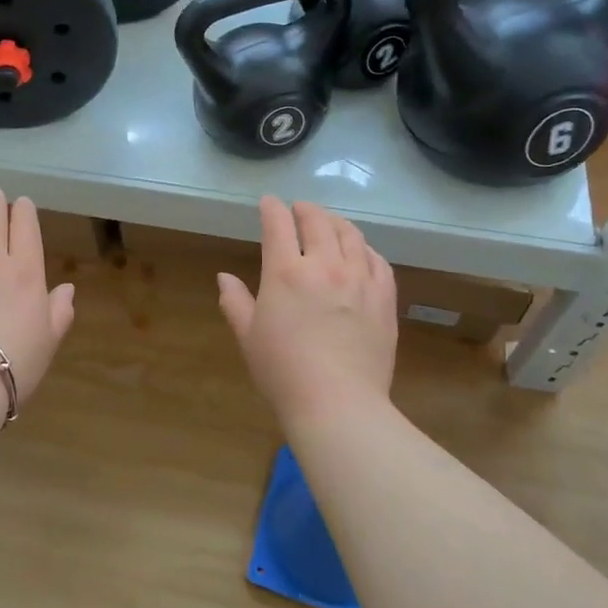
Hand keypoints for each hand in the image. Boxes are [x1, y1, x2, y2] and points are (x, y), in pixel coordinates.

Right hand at [217, 197, 396, 422]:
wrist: (338, 404)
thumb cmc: (283, 372)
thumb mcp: (248, 337)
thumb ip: (235, 302)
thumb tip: (224, 277)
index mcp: (286, 272)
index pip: (278, 225)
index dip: (271, 208)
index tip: (268, 203)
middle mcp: (325, 265)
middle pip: (318, 221)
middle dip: (305, 209)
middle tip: (299, 209)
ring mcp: (359, 279)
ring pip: (351, 235)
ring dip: (337, 222)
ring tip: (330, 223)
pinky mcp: (384, 298)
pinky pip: (378, 261)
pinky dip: (366, 249)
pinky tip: (361, 253)